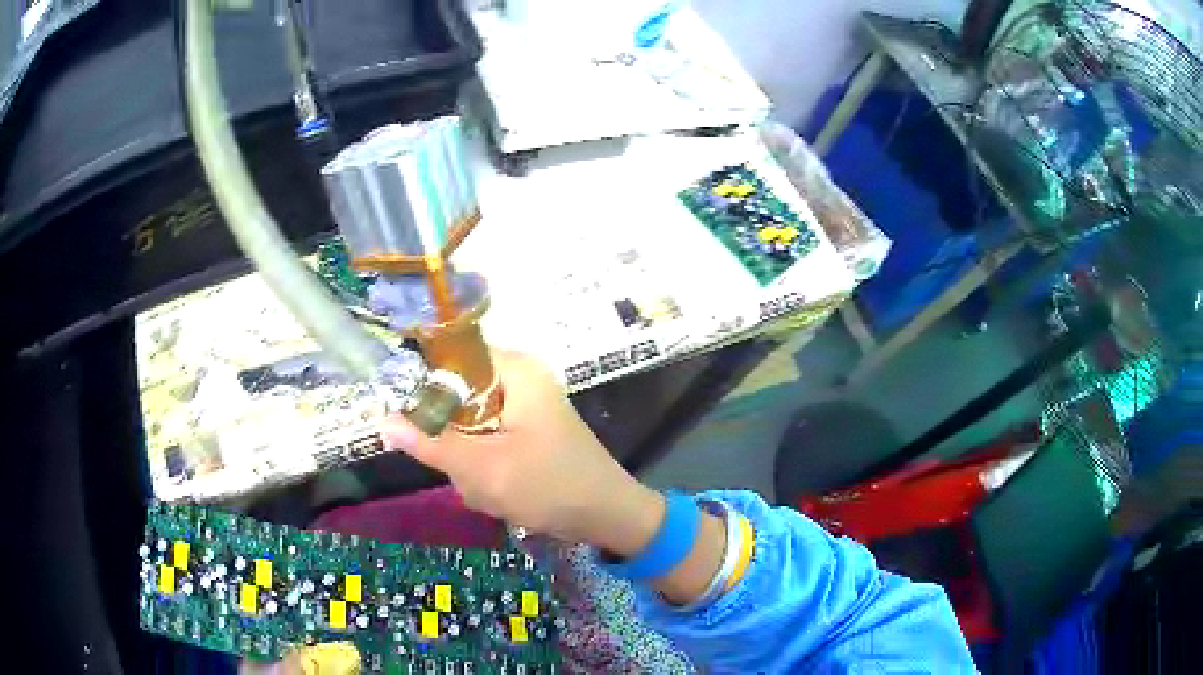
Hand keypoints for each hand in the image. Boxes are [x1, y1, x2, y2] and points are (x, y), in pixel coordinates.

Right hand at [381, 351, 664, 556]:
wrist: (608, 517)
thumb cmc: (551, 485)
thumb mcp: (484, 468)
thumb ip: (430, 444)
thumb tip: (383, 421)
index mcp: (513, 370)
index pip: (449, 355)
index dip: (421, 384)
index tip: (407, 419)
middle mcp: (517, 380)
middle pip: (454, 398)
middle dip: (453, 444)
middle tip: (468, 472)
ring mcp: (521, 409)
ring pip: (466, 428)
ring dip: (470, 466)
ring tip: (493, 489)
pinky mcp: (523, 435)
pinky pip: (484, 445)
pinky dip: (485, 472)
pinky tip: (502, 494)